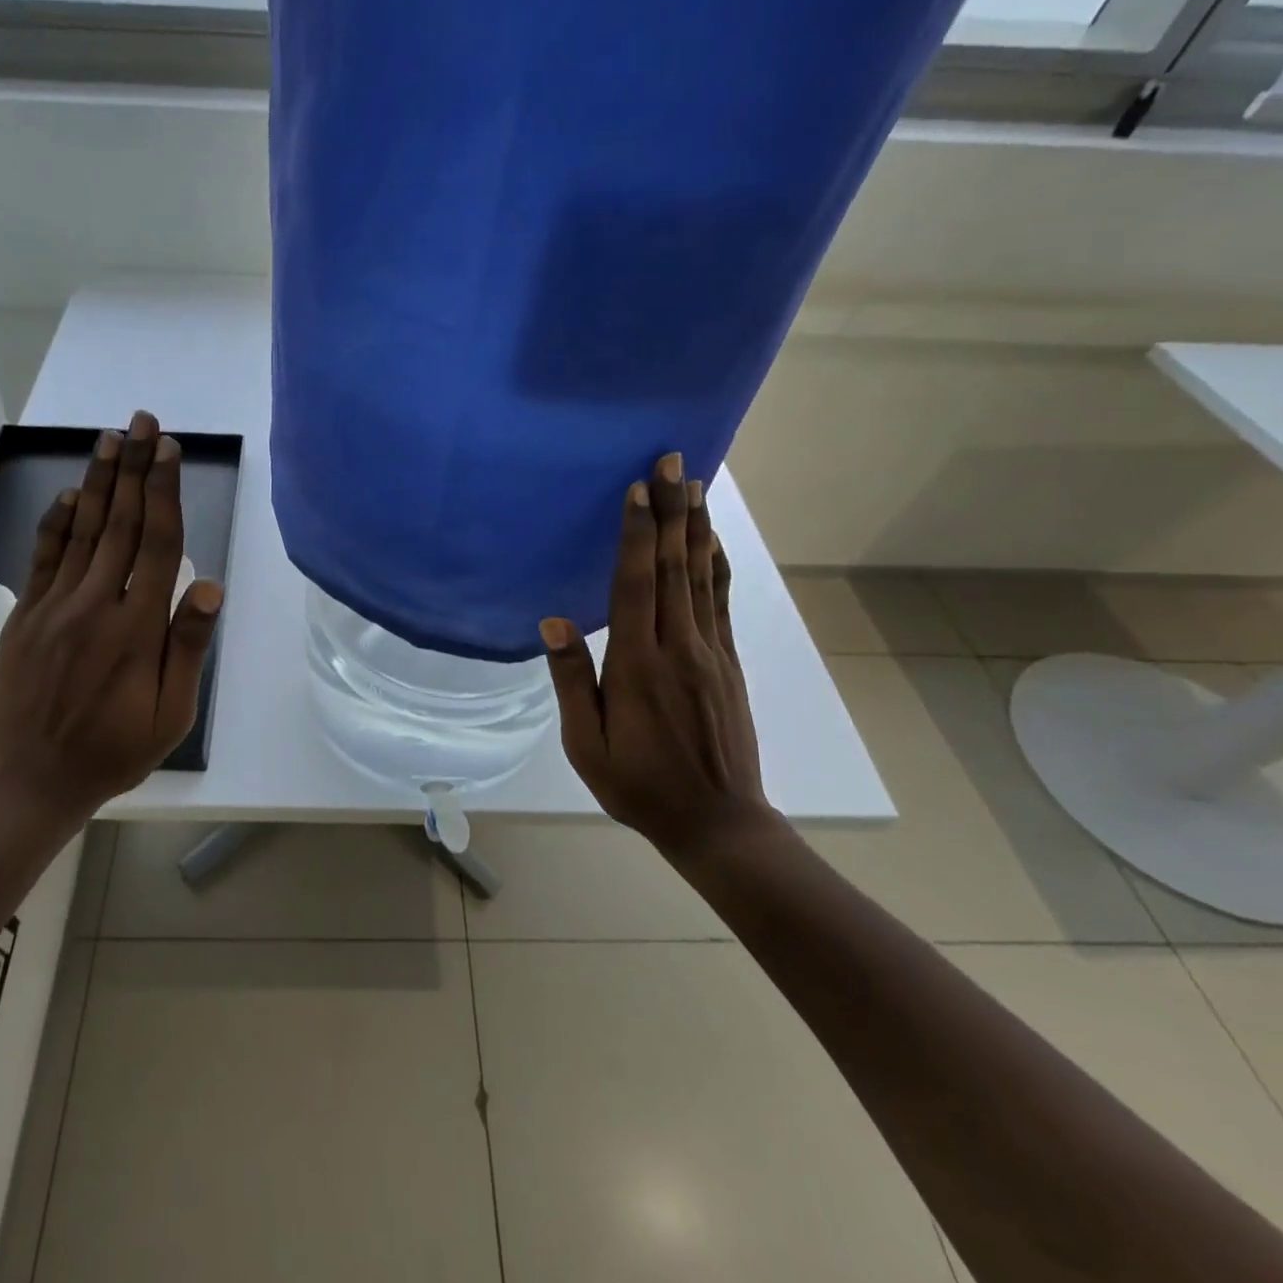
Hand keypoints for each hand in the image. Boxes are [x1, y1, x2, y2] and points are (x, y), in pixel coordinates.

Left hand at [0, 410, 222, 835]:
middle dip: (134, 469)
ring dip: (100, 482)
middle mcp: (95, 604)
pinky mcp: (26, 617)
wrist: (31, 782)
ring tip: (111, 439)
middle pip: (121, 524)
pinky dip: (58, 522)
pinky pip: (44, 558)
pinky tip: (71, 496)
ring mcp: (55, 607)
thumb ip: (187, 648)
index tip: (168, 450)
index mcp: (136, 627)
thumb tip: (208, 586)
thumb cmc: (113, 752)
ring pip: (83, 531)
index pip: (157, 543)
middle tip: (142, 422)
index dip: (164, 492)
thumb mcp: (170, 715)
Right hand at [539, 453, 775, 863]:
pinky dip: (717, 565)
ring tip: (696, 484)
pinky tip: (713, 542)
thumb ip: (572, 680)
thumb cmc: (639, 785)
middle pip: (674, 566)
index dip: (636, 533)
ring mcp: (711, 652)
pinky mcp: (729, 663)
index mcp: (638, 664)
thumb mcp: (586, 744)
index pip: (635, 584)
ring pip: (702, 576)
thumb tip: (553, 620)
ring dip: (697, 526)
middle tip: (673, 460)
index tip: (639, 487)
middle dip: (672, 510)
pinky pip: (721, 602)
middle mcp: (679, 646)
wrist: (718, 822)